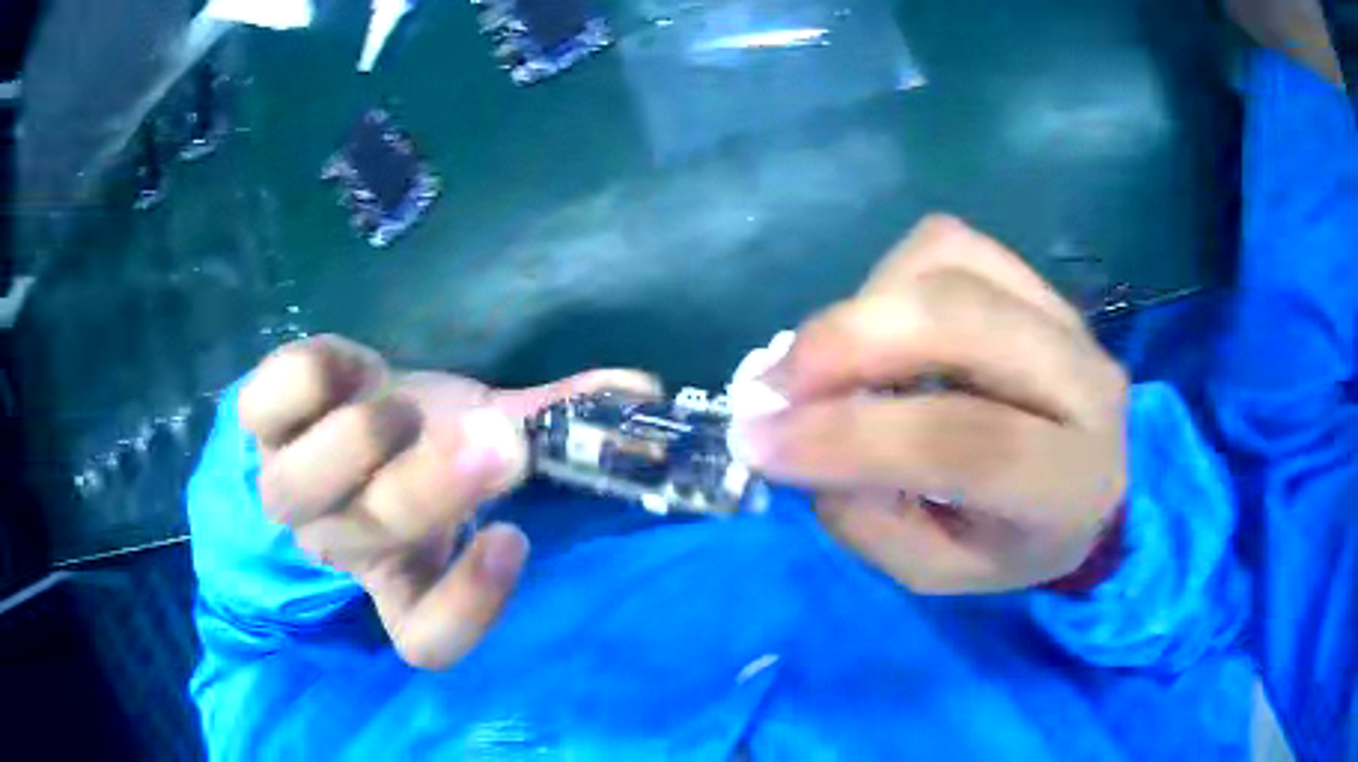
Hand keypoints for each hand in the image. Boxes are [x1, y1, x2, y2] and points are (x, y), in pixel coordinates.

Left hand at [238, 335, 658, 667]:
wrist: (343, 396)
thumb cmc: (425, 434)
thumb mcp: (486, 436)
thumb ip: (552, 424)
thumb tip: (640, 391)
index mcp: (401, 576)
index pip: (425, 639)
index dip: (468, 606)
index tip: (516, 539)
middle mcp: (341, 544)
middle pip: (370, 543)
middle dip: (432, 492)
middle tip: (496, 443)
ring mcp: (290, 487)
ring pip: (295, 492)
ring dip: (358, 443)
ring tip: (402, 402)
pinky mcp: (260, 425)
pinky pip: (261, 410)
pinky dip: (309, 380)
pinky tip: (350, 365)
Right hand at [732, 216, 1128, 593]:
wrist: (1085, 483)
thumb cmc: (1012, 541)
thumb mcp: (936, 568)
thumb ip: (867, 518)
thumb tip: (798, 434)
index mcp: (1071, 481)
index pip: (971, 444)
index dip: (856, 437)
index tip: (761, 441)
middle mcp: (1084, 381)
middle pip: (962, 321)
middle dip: (848, 343)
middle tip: (776, 386)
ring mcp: (1062, 314)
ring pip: (947, 265)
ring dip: (863, 310)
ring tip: (828, 366)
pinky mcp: (1033, 278)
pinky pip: (945, 244)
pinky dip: (887, 279)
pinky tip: (879, 328)